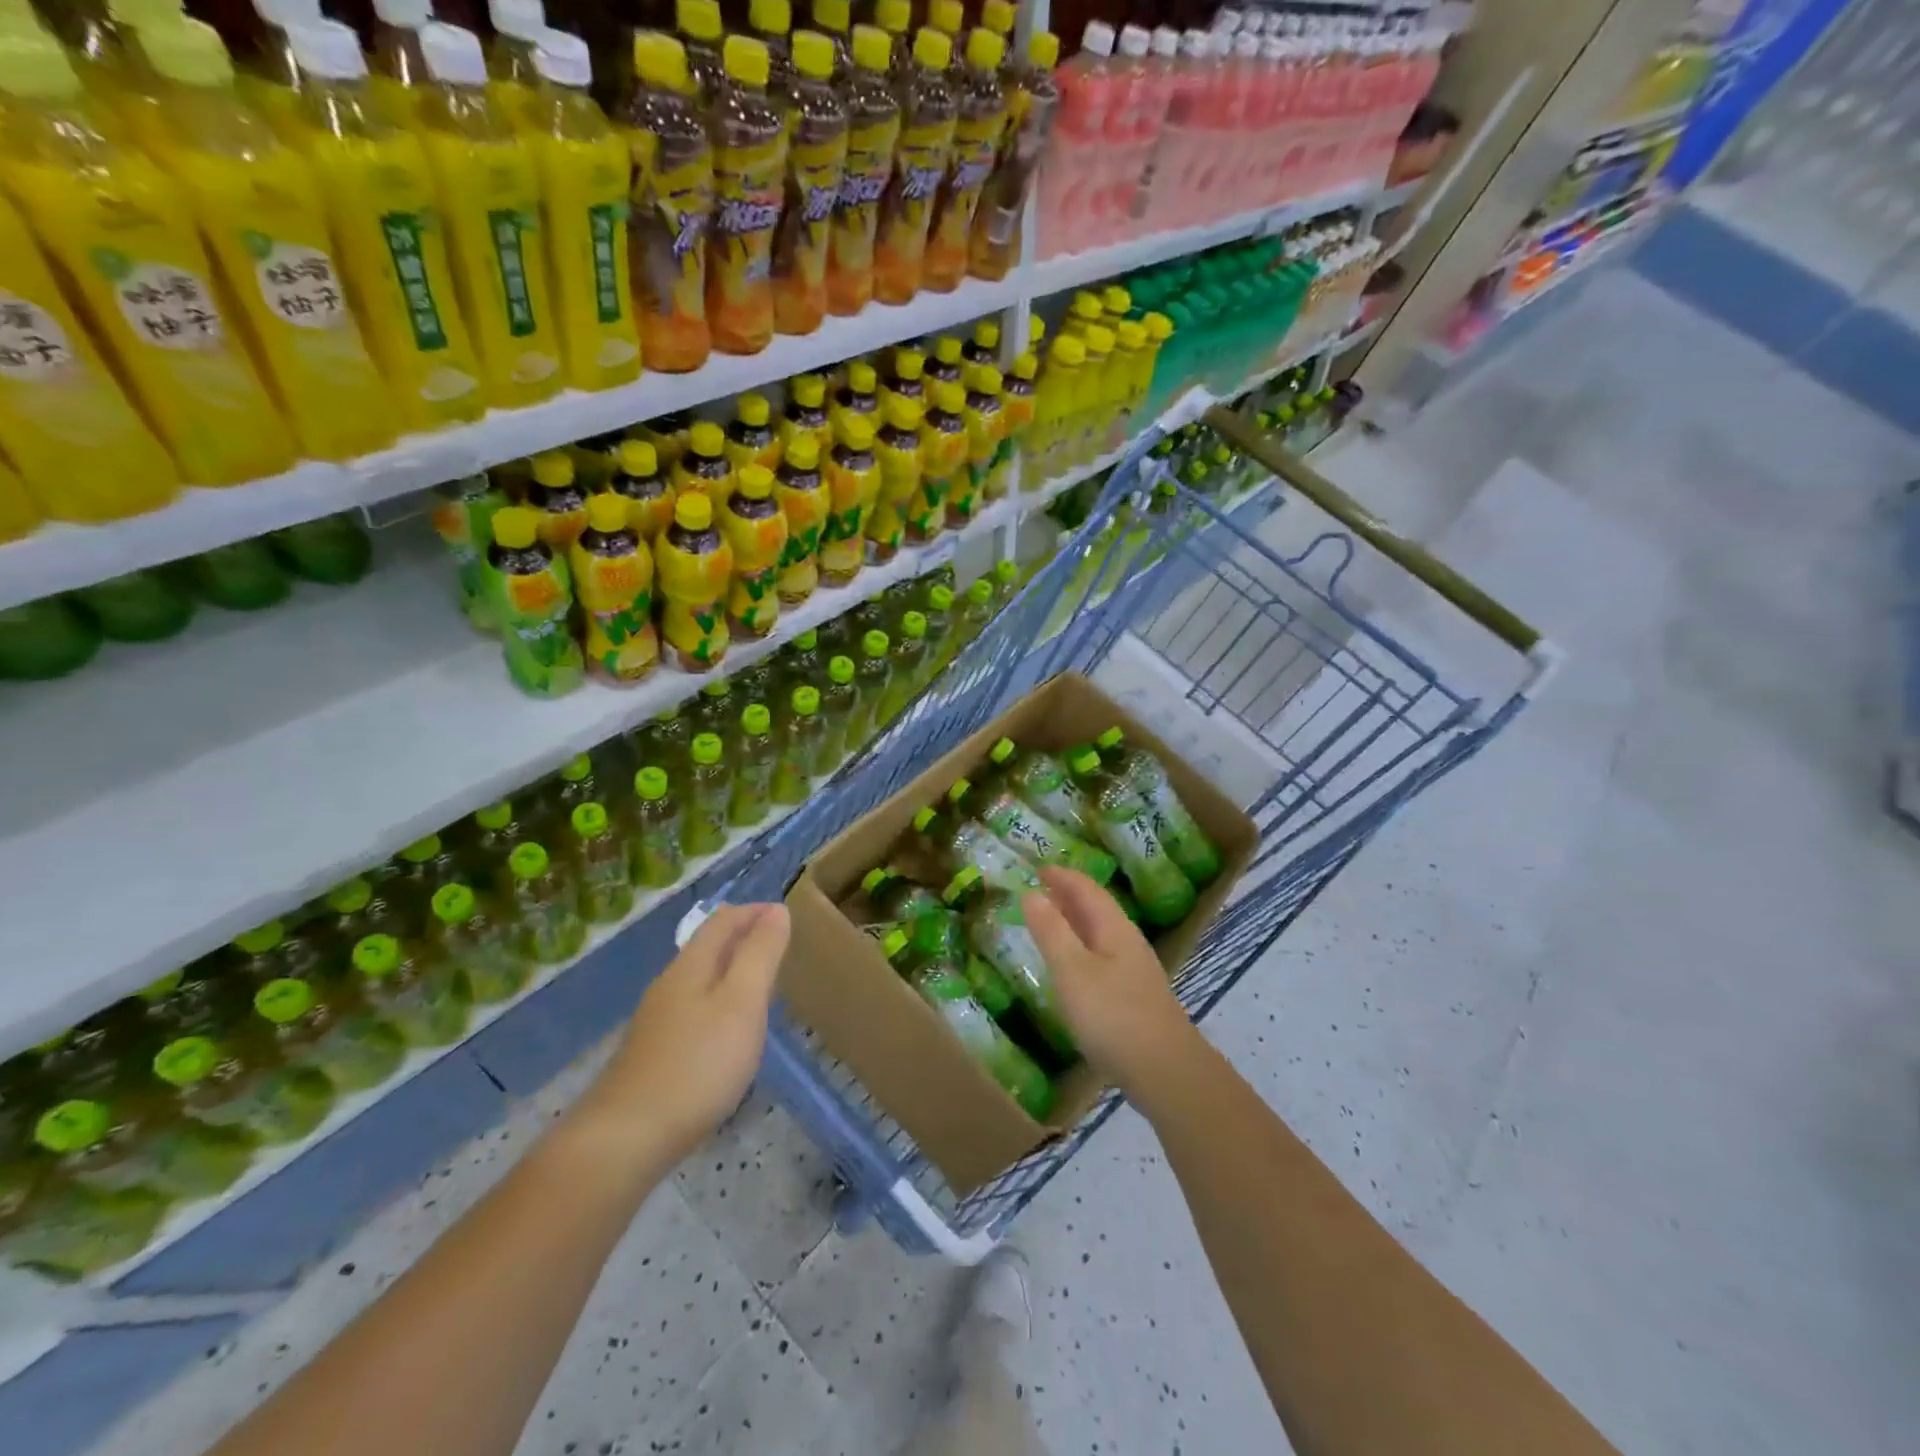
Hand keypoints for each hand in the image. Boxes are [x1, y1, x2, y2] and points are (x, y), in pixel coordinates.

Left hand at [576, 903, 789, 1168]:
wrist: (627, 1138)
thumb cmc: (698, 1063)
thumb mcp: (742, 1002)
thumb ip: (761, 954)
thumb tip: (776, 910)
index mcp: (692, 965)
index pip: (723, 920)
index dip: (754, 912)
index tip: (785, 916)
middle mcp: (670, 984)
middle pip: (707, 947)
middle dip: (743, 939)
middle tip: (779, 948)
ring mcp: (657, 1021)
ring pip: (699, 979)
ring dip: (731, 971)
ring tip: (761, 986)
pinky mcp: (653, 1053)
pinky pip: (693, 1010)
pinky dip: (718, 1003)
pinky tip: (728, 1032)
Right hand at [1021, 867, 1201, 1100]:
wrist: (1166, 1072)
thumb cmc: (1112, 1015)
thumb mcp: (1072, 970)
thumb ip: (1051, 931)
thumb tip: (1031, 892)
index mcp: (1114, 928)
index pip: (1086, 888)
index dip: (1062, 875)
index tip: (1037, 867)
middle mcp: (1128, 941)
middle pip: (1097, 908)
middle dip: (1068, 895)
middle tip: (1039, 889)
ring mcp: (1135, 970)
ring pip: (1101, 932)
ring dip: (1075, 921)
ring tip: (1050, 922)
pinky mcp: (1135, 996)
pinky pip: (1103, 955)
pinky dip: (1081, 947)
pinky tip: (1073, 966)